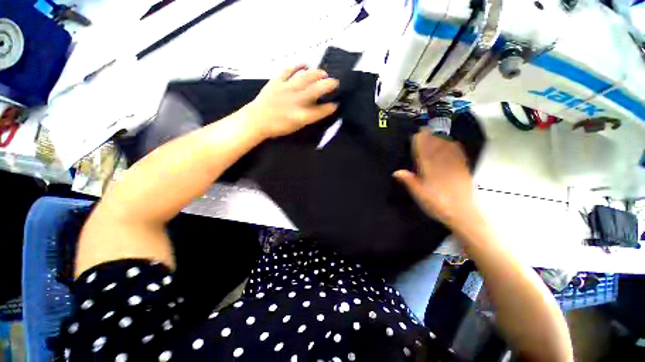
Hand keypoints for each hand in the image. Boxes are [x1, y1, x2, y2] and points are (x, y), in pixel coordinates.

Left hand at [244, 65, 338, 138]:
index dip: (330, 107)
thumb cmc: (278, 126)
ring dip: (317, 73)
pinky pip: (289, 70)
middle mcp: (296, 101)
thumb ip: (309, 117)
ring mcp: (286, 89)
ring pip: (305, 77)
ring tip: (323, 73)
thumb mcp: (296, 126)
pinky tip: (305, 64)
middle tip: (335, 83)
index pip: (321, 111)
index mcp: (301, 116)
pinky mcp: (277, 81)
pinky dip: (297, 65)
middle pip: (316, 90)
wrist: (257, 120)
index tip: (335, 104)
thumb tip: (319, 105)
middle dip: (329, 85)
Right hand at [394, 128, 476, 226]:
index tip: (416, 133)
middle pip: (435, 147)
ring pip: (447, 148)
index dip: (419, 141)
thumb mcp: (419, 195)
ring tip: (436, 131)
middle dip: (429, 137)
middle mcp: (442, 165)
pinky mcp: (464, 170)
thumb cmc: (437, 205)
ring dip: (441, 138)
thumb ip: (409, 181)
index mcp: (429, 170)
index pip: (423, 152)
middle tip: (425, 128)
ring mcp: (454, 166)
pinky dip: (454, 146)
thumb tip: (396, 172)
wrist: (463, 213)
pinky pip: (459, 154)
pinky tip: (453, 142)